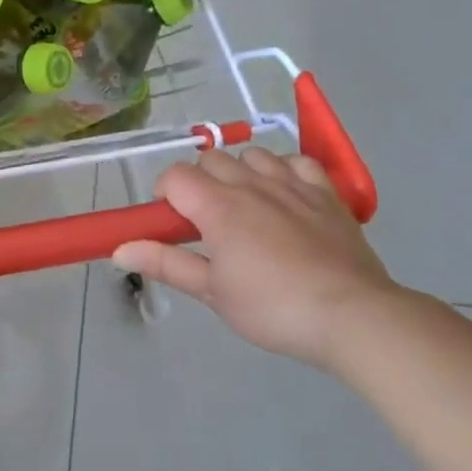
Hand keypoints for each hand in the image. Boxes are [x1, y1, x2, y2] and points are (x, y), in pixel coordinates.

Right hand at [114, 148, 398, 370]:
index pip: (175, 176)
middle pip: (211, 159)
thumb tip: (119, 249)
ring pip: (253, 154)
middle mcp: (251, 184)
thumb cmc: (272, 308)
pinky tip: (285, 196)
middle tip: (205, 220)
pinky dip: (284, 171)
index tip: (170, 222)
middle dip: (199, 181)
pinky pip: (297, 161)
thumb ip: (166, 263)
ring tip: (245, 206)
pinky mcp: (326, 193)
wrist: (352, 315)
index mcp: (218, 206)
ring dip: (240, 172)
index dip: (164, 193)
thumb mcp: (212, 292)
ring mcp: (292, 184)